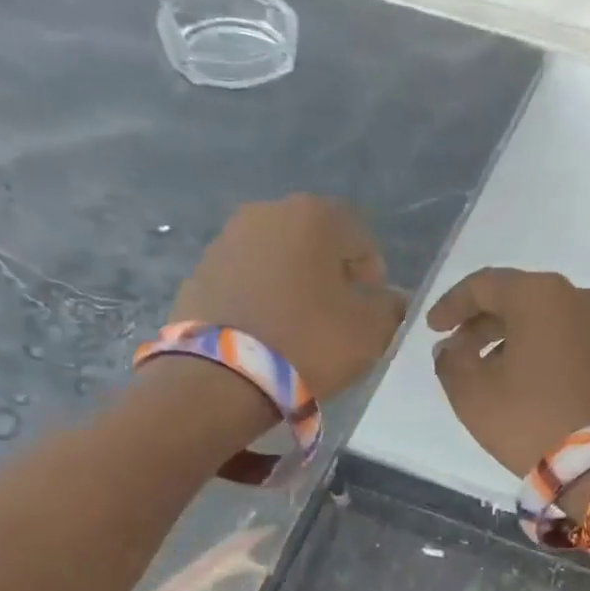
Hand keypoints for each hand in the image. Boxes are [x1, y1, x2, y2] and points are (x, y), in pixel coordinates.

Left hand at [173, 196, 406, 400]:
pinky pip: (245, 281)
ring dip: (293, 284)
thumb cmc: (308, 342)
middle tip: (336, 316)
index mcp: (313, 216)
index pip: (360, 239)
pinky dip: (260, 298)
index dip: (372, 275)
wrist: (222, 377)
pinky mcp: (199, 272)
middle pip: (314, 243)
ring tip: (298, 326)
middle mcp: (266, 213)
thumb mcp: (370, 331)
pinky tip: (266, 332)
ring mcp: (226, 240)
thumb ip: (390, 308)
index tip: (370, 307)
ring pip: (277, 260)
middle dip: (329, 274)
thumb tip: (389, 300)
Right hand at [427, 267, 589, 479]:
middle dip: (484, 323)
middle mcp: (579, 300)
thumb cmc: (530, 419)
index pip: (484, 285)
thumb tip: (452, 350)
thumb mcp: (472, 393)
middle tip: (459, 350)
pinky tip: (533, 385)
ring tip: (493, 371)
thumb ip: (451, 362)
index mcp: (540, 296)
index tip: (432, 329)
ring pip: (549, 323)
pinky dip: (547, 356)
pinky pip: (573, 346)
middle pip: (520, 300)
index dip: (452, 305)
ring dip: (516, 340)